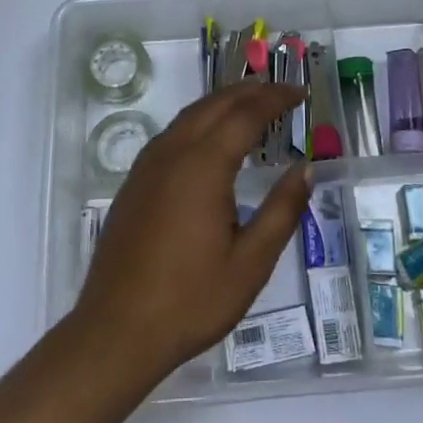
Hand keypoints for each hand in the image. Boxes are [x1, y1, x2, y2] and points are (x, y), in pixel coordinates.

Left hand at [71, 82, 310, 384]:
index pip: (246, 114)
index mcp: (203, 165)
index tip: (301, 92)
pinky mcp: (134, 182)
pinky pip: (173, 133)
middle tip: (282, 91)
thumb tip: (306, 169)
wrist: (116, 331)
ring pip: (190, 115)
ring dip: (223, 102)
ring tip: (252, 105)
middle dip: (250, 91)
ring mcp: (148, 166)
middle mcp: (173, 153)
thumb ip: (281, 211)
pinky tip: (210, 139)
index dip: (276, 99)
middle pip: (215, 104)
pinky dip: (200, 120)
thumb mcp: (250, 263)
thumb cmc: (190, 300)